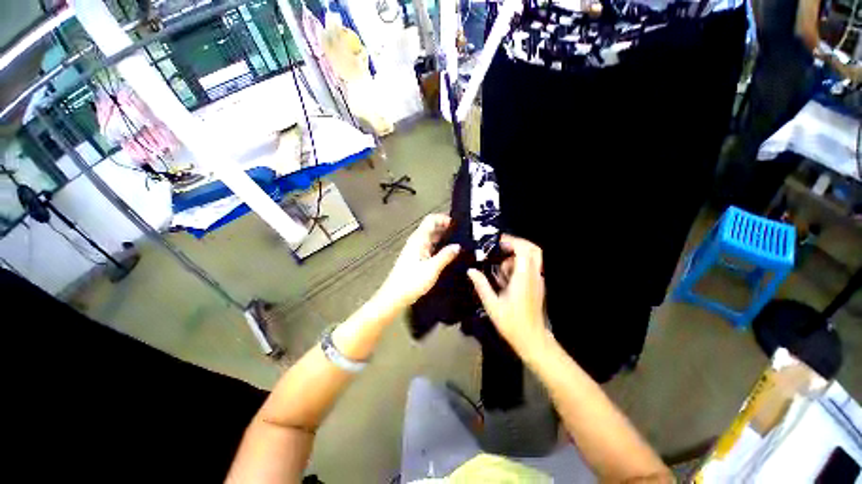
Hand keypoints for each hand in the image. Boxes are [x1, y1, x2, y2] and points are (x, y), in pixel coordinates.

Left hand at [377, 214, 459, 308]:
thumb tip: (458, 246)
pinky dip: (438, 247)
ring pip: (430, 238)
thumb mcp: (432, 268)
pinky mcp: (415, 259)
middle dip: (445, 228)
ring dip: (442, 238)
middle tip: (462, 234)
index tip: (457, 224)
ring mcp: (415, 250)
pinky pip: (429, 248)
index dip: (443, 218)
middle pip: (431, 228)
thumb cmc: (412, 281)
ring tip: (458, 243)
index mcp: (418, 239)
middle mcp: (416, 242)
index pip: (430, 220)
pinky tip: (447, 254)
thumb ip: (445, 256)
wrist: (394, 296)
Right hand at [467, 234, 547, 355]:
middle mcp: (534, 275)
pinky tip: (505, 278)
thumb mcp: (492, 305)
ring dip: (515, 257)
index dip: (511, 241)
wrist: (532, 339)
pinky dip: (517, 265)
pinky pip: (530, 267)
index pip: (524, 250)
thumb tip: (471, 270)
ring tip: (499, 269)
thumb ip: (481, 285)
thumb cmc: (512, 323)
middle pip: (533, 249)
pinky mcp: (537, 285)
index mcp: (523, 278)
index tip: (496, 242)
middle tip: (499, 248)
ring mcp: (537, 280)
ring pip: (531, 257)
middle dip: (516, 244)